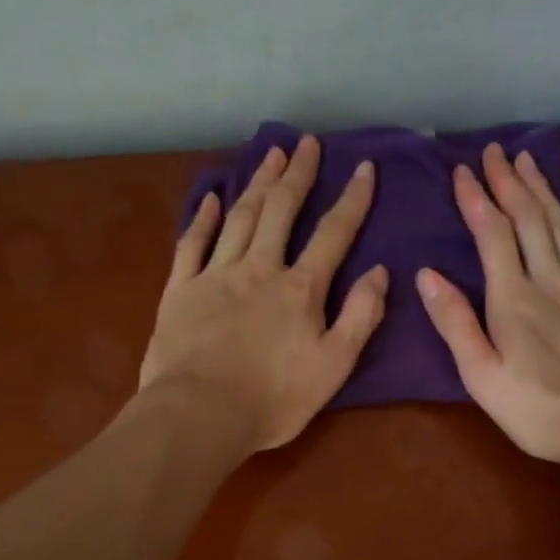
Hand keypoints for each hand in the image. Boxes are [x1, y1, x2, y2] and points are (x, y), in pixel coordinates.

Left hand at [139, 134, 388, 453]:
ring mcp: (215, 276)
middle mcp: (259, 269)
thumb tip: (379, 272)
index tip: (365, 168)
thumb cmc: (273, 400)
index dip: (352, 200)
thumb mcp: (334, 367)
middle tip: (307, 144)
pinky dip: (203, 218)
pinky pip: (192, 244)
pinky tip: (212, 198)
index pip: (333, 234)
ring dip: (257, 183)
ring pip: (240, 218)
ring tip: (271, 155)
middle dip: (298, 175)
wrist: (200, 414)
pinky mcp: (180, 291)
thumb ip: (360, 317)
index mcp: (300, 289)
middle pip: (281, 211)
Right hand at [417, 143, 559, 477]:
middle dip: (511, 182)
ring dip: (546, 193)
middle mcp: (553, 281)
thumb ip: (456, 324)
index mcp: (515, 299)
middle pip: (531, 219)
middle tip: (498, 152)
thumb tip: (428, 275)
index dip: (477, 199)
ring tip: (531, 164)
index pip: (493, 234)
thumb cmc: (541, 410)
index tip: (463, 170)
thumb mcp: (483, 377)